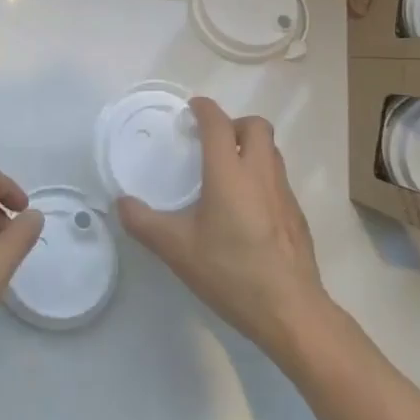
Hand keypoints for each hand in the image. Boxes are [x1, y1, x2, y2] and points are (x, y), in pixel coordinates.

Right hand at [117, 98, 330, 364]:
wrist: (291, 311)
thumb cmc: (230, 273)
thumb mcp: (176, 249)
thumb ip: (143, 222)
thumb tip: (121, 203)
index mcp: (229, 173)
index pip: (218, 123)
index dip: (204, 109)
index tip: (192, 109)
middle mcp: (261, 174)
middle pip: (256, 126)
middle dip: (234, 124)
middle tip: (212, 142)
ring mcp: (285, 194)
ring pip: (272, 152)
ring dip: (250, 148)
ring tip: (227, 171)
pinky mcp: (297, 216)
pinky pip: (279, 179)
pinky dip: (261, 177)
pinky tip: (245, 209)